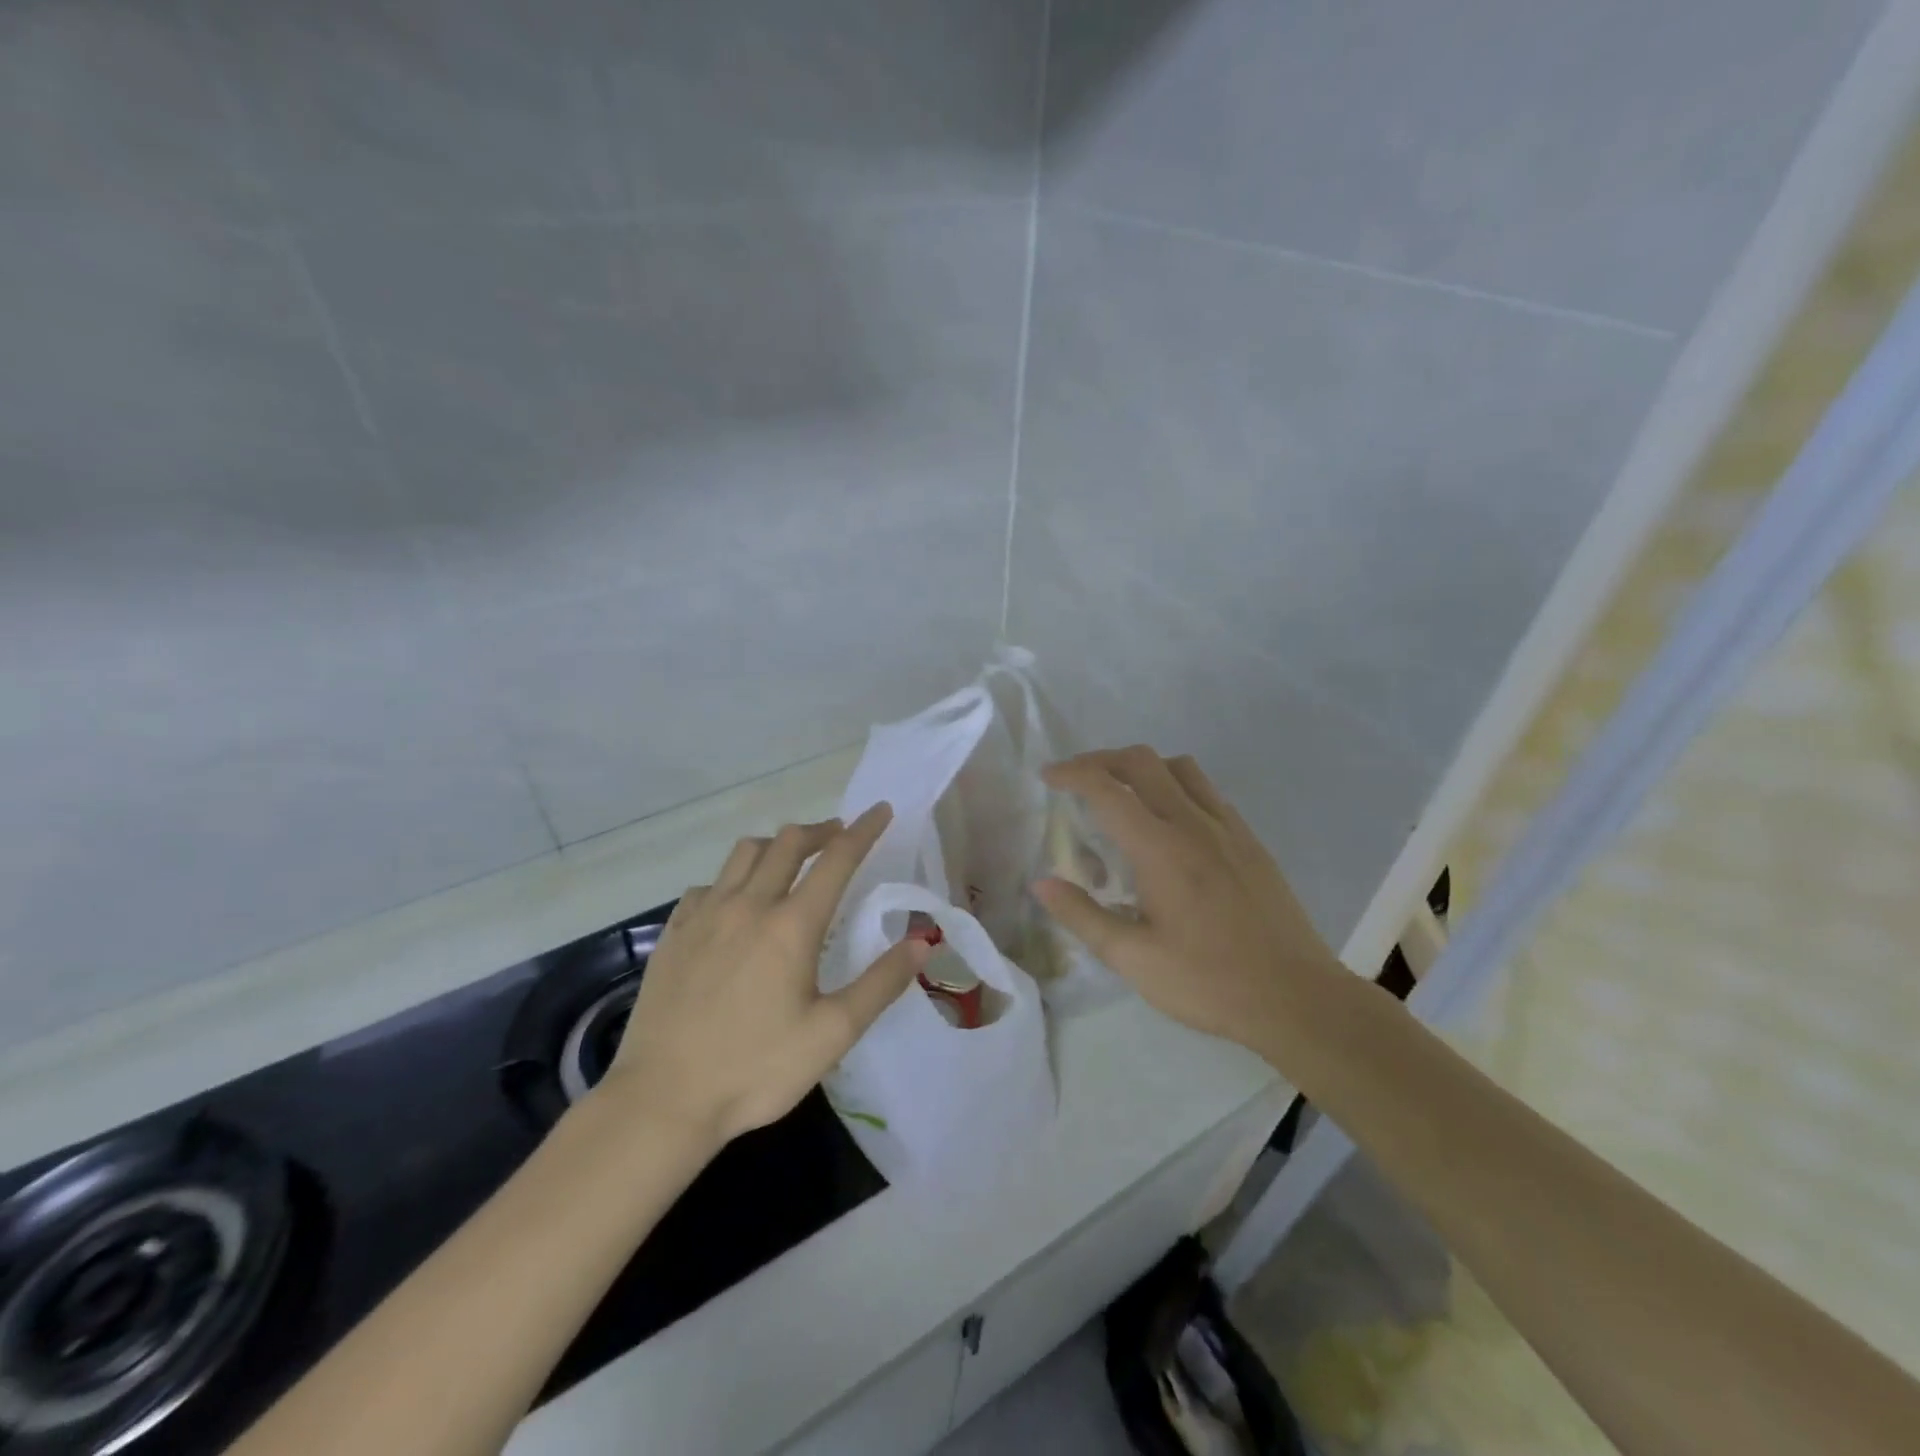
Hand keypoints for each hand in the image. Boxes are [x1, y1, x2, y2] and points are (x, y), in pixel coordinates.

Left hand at [603, 804, 929, 1144]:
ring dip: (776, 845)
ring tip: (791, 860)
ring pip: (744, 852)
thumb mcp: (832, 1034)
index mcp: (791, 925)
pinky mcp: (674, 933)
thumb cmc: (755, 1069)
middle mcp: (748, 905)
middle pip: (788, 842)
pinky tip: (735, 902)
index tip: (882, 810)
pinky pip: (708, 884)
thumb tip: (923, 942)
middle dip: (821, 830)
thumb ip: (881, 983)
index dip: (864, 830)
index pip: (837, 858)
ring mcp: (704, 915)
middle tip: (839, 836)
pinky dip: (732, 878)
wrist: (662, 1101)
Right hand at [1034, 747, 1343, 1049]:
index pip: (1107, 788)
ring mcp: (1228, 828)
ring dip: (1143, 767)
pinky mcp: (1250, 841)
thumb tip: (1041, 884)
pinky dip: (1176, 786)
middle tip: (1077, 780)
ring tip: (1123, 795)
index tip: (1048, 776)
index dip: (1072, 773)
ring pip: (1180, 767)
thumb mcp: (1133, 959)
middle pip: (1143, 761)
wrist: (1297, 998)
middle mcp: (1193, 823)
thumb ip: (1083, 916)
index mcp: (1160, 848)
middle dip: (1102, 759)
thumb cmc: (1208, 982)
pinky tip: (1170, 823)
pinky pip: (1208, 791)